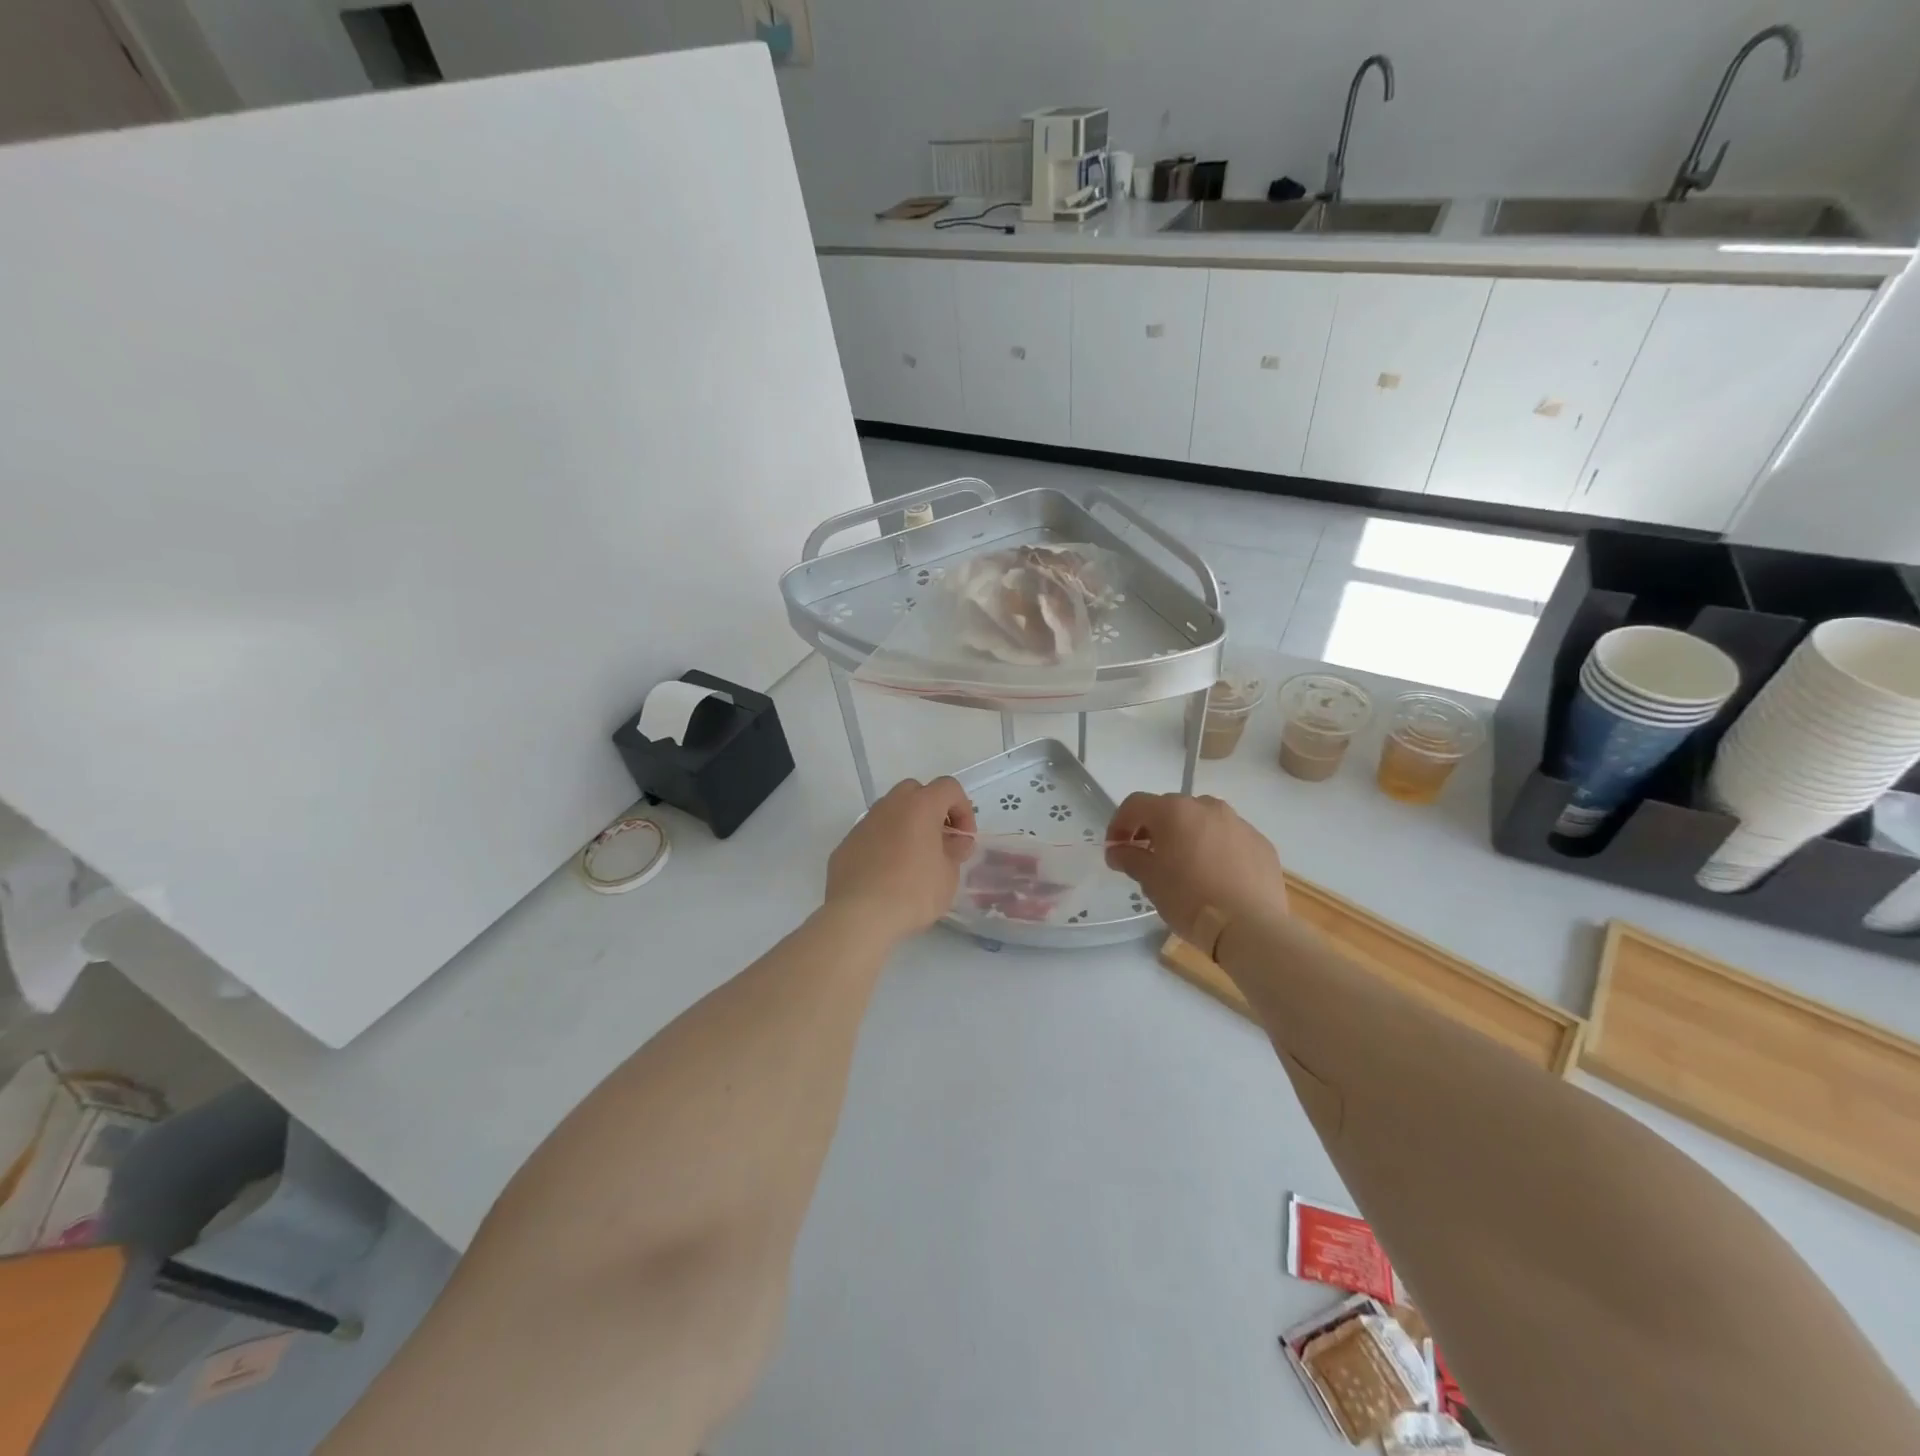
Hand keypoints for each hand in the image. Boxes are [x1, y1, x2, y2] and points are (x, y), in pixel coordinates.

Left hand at [825, 778, 976, 943]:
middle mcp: (890, 805)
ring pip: (891, 812)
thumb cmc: (913, 892)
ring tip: (913, 860)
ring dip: (906, 826)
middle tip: (939, 841)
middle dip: (932, 811)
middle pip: (916, 792)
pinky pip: (872, 834)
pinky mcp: (846, 844)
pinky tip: (887, 874)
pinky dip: (884, 844)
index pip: (949, 787)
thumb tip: (955, 842)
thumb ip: (955, 851)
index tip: (963, 839)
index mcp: (920, 805)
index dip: (963, 809)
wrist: (859, 915)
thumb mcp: (949, 875)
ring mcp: (864, 823)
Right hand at [1105, 793, 1287, 943]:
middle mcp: (1207, 807)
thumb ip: (1129, 858)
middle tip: (1148, 857)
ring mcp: (1239, 823)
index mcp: (1174, 811)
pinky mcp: (1261, 843)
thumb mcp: (1150, 880)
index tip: (1116, 849)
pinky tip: (1216, 878)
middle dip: (1155, 829)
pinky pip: (1230, 839)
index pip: (1135, 805)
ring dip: (1188, 836)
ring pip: (1204, 821)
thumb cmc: (1189, 899)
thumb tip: (1117, 850)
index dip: (1119, 824)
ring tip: (1185, 867)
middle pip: (1171, 809)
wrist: (1249, 927)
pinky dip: (1217, 850)